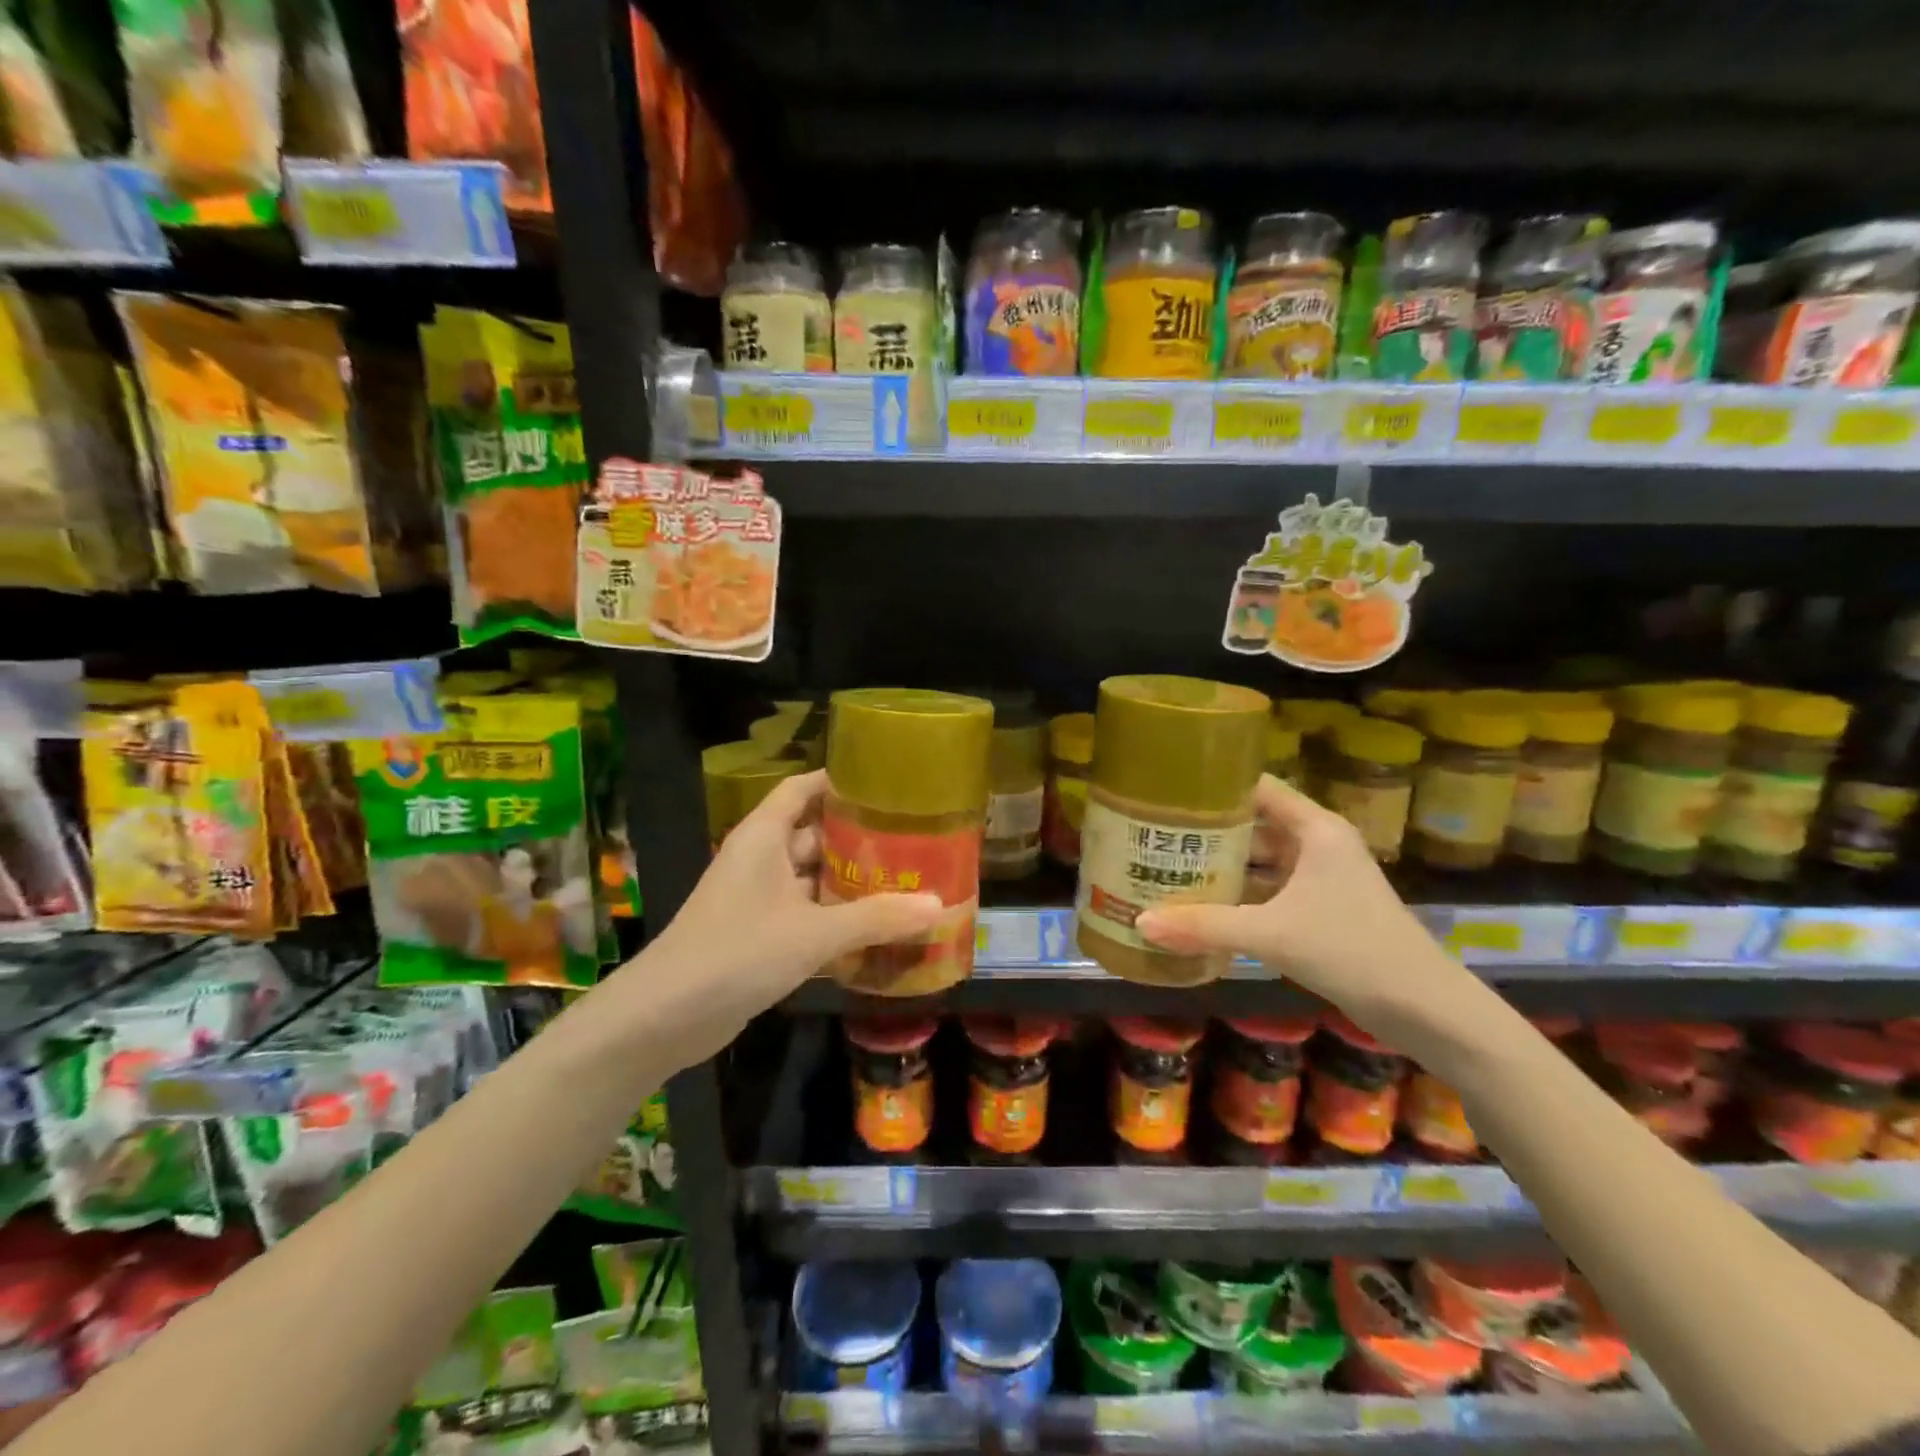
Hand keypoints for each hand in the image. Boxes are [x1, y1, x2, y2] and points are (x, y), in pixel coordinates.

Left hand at [613, 769, 941, 1067]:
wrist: (665, 1017)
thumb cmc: (737, 953)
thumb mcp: (813, 933)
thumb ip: (876, 918)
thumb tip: (939, 904)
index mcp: (764, 837)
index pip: (803, 788)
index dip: (839, 782)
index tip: (885, 785)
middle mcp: (760, 858)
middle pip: (814, 834)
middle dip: (858, 838)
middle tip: (912, 839)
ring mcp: (757, 898)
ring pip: (811, 878)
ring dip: (849, 882)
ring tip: (905, 881)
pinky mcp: (758, 934)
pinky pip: (804, 913)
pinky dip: (835, 916)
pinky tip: (875, 928)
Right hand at [1135, 775, 1462, 1042]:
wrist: (1426, 1009)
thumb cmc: (1351, 950)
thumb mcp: (1271, 934)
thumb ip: (1204, 926)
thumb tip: (1140, 923)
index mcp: (1315, 830)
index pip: (1258, 788)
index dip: (1215, 786)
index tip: (1169, 790)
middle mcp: (1319, 845)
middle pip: (1255, 824)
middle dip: (1209, 831)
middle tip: (1157, 833)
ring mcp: (1323, 879)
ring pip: (1263, 861)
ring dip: (1224, 866)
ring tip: (1170, 866)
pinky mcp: (1324, 910)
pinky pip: (1271, 891)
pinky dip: (1241, 896)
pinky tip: (1205, 907)